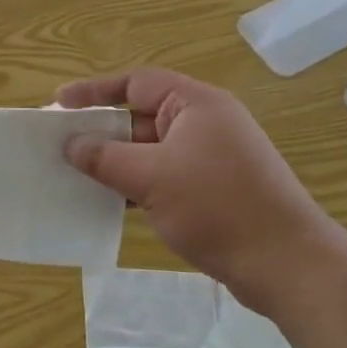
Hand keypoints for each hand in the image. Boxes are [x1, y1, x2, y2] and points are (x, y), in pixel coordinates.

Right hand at [57, 68, 341, 310]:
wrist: (287, 265)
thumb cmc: (218, 206)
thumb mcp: (151, 177)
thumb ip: (105, 157)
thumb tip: (70, 144)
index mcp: (195, 104)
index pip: (136, 83)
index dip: (94, 91)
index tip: (59, 104)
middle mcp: (204, 122)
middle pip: (141, 116)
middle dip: (102, 130)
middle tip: (61, 144)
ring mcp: (210, 157)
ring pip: (150, 149)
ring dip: (116, 161)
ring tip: (76, 174)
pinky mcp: (213, 188)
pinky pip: (163, 174)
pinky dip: (136, 183)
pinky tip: (109, 200)